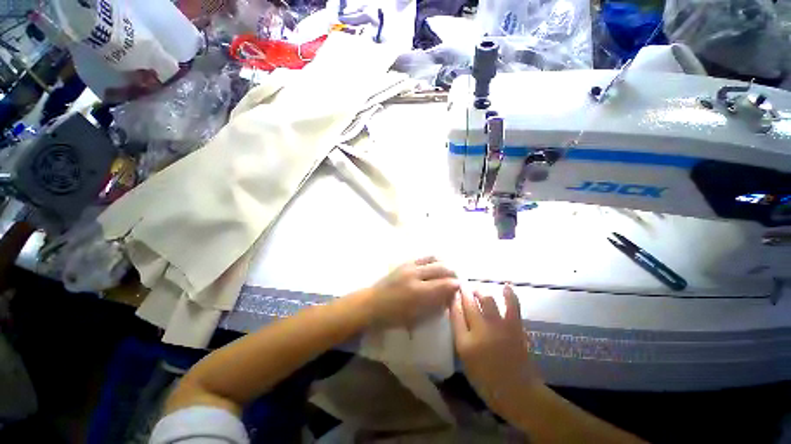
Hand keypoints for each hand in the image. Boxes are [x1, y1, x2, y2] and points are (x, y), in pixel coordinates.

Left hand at [365, 256, 458, 326]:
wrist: (371, 303)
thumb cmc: (393, 316)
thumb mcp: (416, 317)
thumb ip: (435, 305)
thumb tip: (449, 296)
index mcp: (418, 292)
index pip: (445, 284)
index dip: (456, 285)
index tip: (461, 288)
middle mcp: (416, 275)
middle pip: (442, 268)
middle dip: (453, 273)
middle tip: (457, 279)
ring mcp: (410, 266)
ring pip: (434, 258)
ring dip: (444, 264)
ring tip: (448, 271)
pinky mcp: (405, 262)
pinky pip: (424, 257)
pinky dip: (434, 260)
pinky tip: (436, 266)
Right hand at [451, 285, 541, 422]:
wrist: (518, 393)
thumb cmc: (487, 382)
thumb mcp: (466, 361)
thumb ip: (461, 337)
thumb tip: (458, 316)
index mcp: (465, 343)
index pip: (455, 314)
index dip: (453, 300)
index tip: (451, 293)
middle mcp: (480, 331)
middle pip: (468, 304)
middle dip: (463, 292)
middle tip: (462, 285)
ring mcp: (499, 327)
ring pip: (486, 300)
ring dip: (480, 291)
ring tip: (477, 289)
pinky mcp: (514, 327)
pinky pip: (512, 306)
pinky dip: (509, 294)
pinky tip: (506, 286)